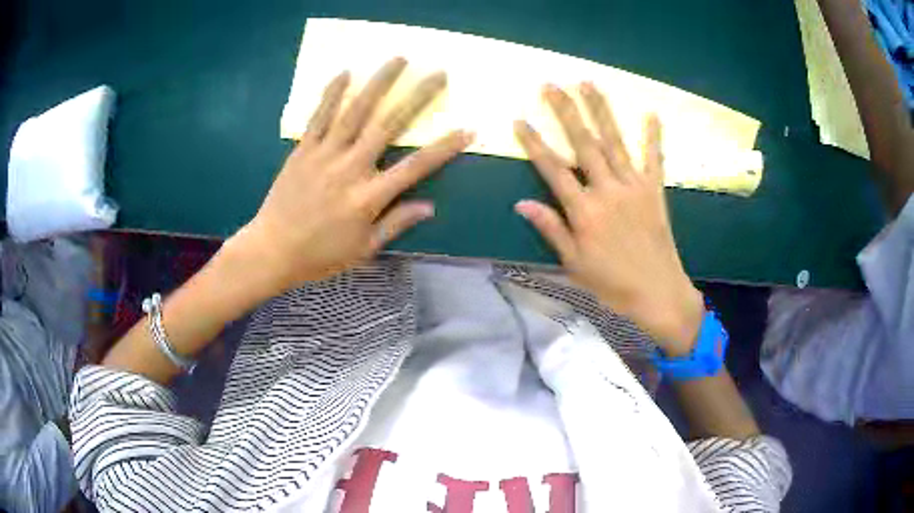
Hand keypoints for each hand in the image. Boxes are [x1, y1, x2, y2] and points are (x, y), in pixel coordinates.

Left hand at [236, 58, 472, 291]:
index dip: (444, 148)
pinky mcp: (303, 150)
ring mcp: (324, 155)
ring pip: (356, 112)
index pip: (415, 167)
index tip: (467, 129)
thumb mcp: (364, 249)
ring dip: (379, 83)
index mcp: (369, 197)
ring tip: (398, 59)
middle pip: (389, 125)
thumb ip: (396, 224)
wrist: (272, 251)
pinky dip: (332, 93)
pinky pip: (319, 117)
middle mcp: (350, 168)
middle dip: (417, 97)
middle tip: (438, 73)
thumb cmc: (320, 255)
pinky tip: (345, 73)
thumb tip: (429, 207)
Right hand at [513, 83, 702, 354]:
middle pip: (583, 143)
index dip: (534, 143)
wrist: (658, 292)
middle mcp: (607, 190)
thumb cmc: (612, 283)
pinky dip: (653, 136)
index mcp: (584, 211)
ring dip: (600, 110)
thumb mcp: (574, 264)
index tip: (520, 120)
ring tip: (588, 83)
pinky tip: (651, 113)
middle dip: (565, 112)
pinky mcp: (654, 191)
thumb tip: (522, 203)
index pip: (553, 169)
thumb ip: (551, 229)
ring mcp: (634, 187)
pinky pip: (654, 158)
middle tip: (551, 85)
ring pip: (614, 141)